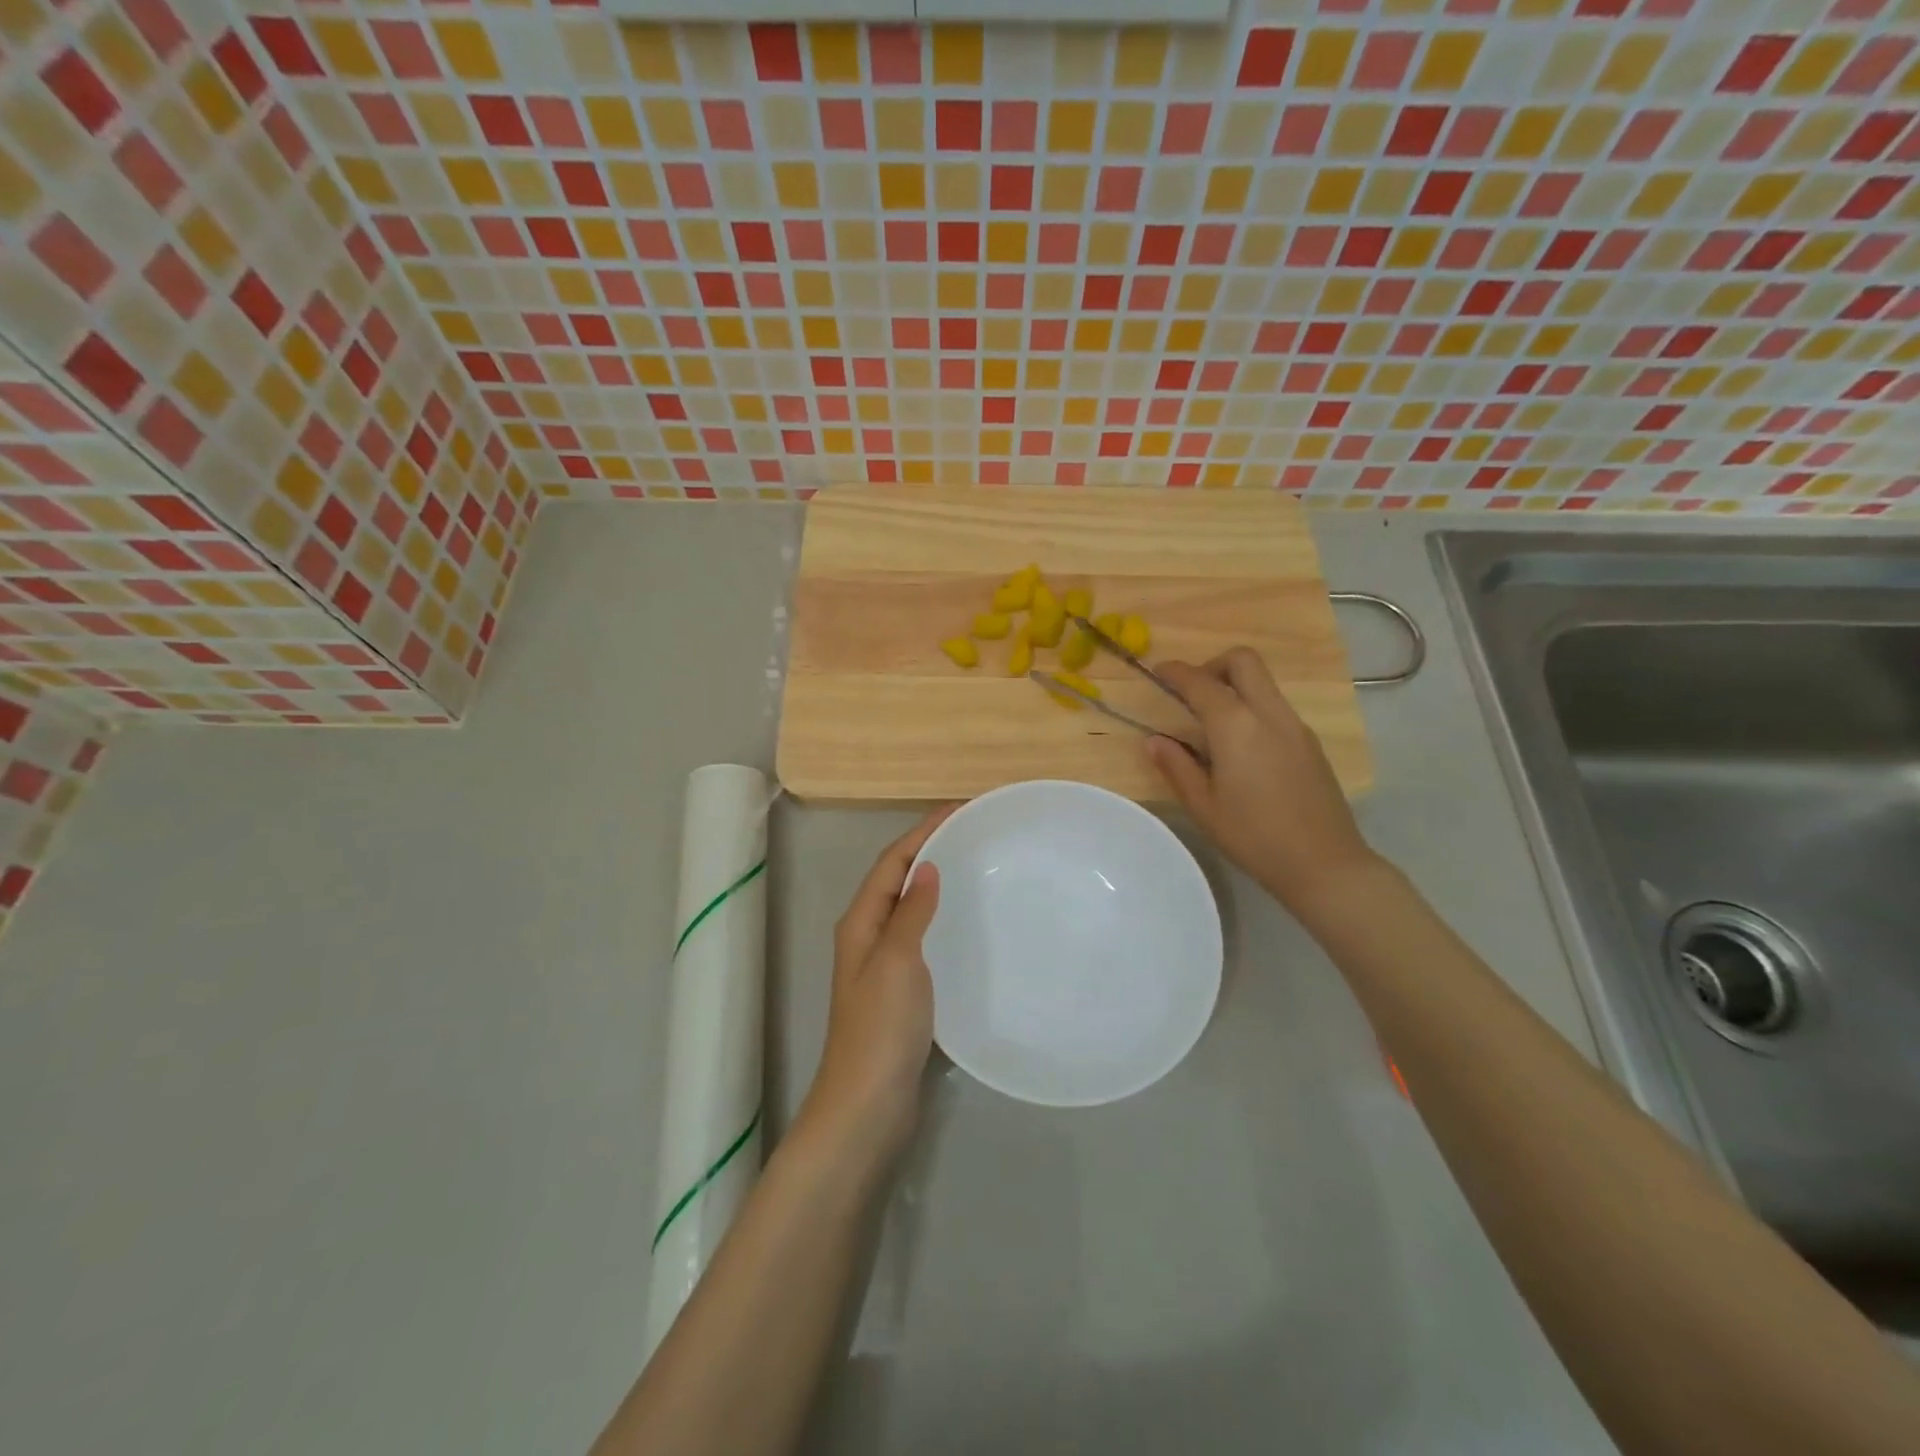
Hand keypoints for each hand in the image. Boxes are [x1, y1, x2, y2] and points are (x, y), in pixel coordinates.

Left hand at [800, 806, 953, 1159]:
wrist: (868, 1105)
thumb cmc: (881, 1028)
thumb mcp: (897, 960)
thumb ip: (911, 912)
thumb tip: (926, 866)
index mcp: (861, 922)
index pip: (892, 861)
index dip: (923, 830)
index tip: (961, 808)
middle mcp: (868, 936)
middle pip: (898, 879)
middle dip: (931, 849)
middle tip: (975, 833)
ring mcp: (883, 965)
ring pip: (910, 908)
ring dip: (936, 883)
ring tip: (976, 867)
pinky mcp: (901, 991)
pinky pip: (922, 938)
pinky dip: (942, 919)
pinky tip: (968, 925)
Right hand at [1147, 649, 1378, 916]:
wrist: (1324, 864)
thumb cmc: (1254, 837)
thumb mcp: (1203, 806)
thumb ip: (1176, 766)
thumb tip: (1154, 740)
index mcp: (1236, 726)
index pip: (1201, 682)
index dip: (1176, 672)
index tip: (1158, 672)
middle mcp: (1269, 714)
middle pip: (1243, 661)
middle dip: (1213, 665)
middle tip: (1192, 692)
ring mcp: (1295, 726)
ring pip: (1263, 682)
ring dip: (1234, 686)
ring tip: (1212, 724)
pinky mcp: (1310, 742)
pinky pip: (1276, 707)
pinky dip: (1252, 708)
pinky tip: (1241, 748)